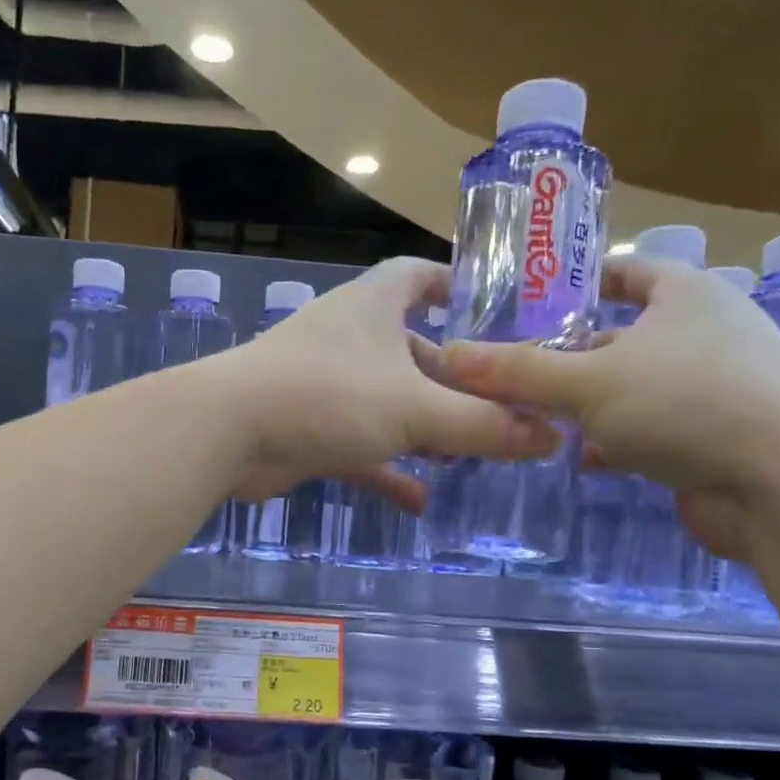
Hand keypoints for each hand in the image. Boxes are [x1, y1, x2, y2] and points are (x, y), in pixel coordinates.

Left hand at [204, 257, 559, 506]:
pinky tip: (420, 503)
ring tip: (473, 455)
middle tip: (504, 409)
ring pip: (390, 404)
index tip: (499, 311)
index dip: (458, 285)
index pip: (421, 275)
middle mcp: (351, 339)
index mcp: (374, 305)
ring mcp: (327, 386)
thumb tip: (550, 436)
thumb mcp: (414, 408)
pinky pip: (362, 448)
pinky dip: (388, 471)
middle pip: (415, 351)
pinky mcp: (310, 430)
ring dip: (426, 429)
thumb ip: (482, 424)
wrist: (228, 433)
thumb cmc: (326, 394)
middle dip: (456, 381)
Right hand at [441, 258, 779, 555]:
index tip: (537, 298)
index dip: (584, 279)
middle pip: (623, 335)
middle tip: (514, 371)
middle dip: (570, 355)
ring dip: (588, 404)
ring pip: (633, 387)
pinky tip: (581, 459)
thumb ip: (517, 372)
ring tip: (532, 417)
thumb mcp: (587, 382)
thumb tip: (450, 357)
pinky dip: (616, 441)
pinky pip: (652, 429)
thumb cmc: (686, 404)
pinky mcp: (714, 438)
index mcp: (686, 296)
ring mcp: (715, 388)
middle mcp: (705, 334)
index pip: (630, 270)